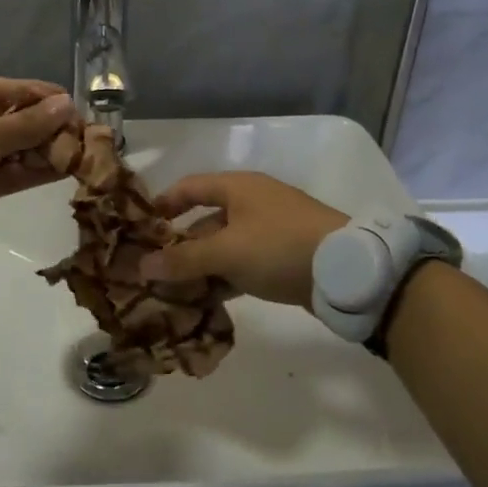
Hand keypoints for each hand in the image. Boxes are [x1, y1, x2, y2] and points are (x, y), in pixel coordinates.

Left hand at [0, 77, 76, 256]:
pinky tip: (60, 170)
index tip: (68, 99)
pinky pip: (1, 174)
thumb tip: (66, 105)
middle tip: (77, 129)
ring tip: (75, 150)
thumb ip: (27, 123)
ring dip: (37, 150)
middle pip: (1, 118)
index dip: (34, 93)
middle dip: (39, 125)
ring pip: (3, 149)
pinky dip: (27, 172)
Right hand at [139, 172, 347, 308]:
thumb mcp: (226, 252)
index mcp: (237, 187)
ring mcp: (271, 229)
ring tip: (175, 290)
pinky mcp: (284, 256)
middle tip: (154, 268)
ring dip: (201, 265)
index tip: (140, 227)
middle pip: (205, 219)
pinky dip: (225, 277)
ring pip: (225, 245)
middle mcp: (252, 202)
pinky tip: (208, 300)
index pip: (189, 187)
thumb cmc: (279, 247)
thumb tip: (141, 266)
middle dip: (180, 244)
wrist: (346, 271)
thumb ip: (183, 259)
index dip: (163, 204)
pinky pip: (244, 263)